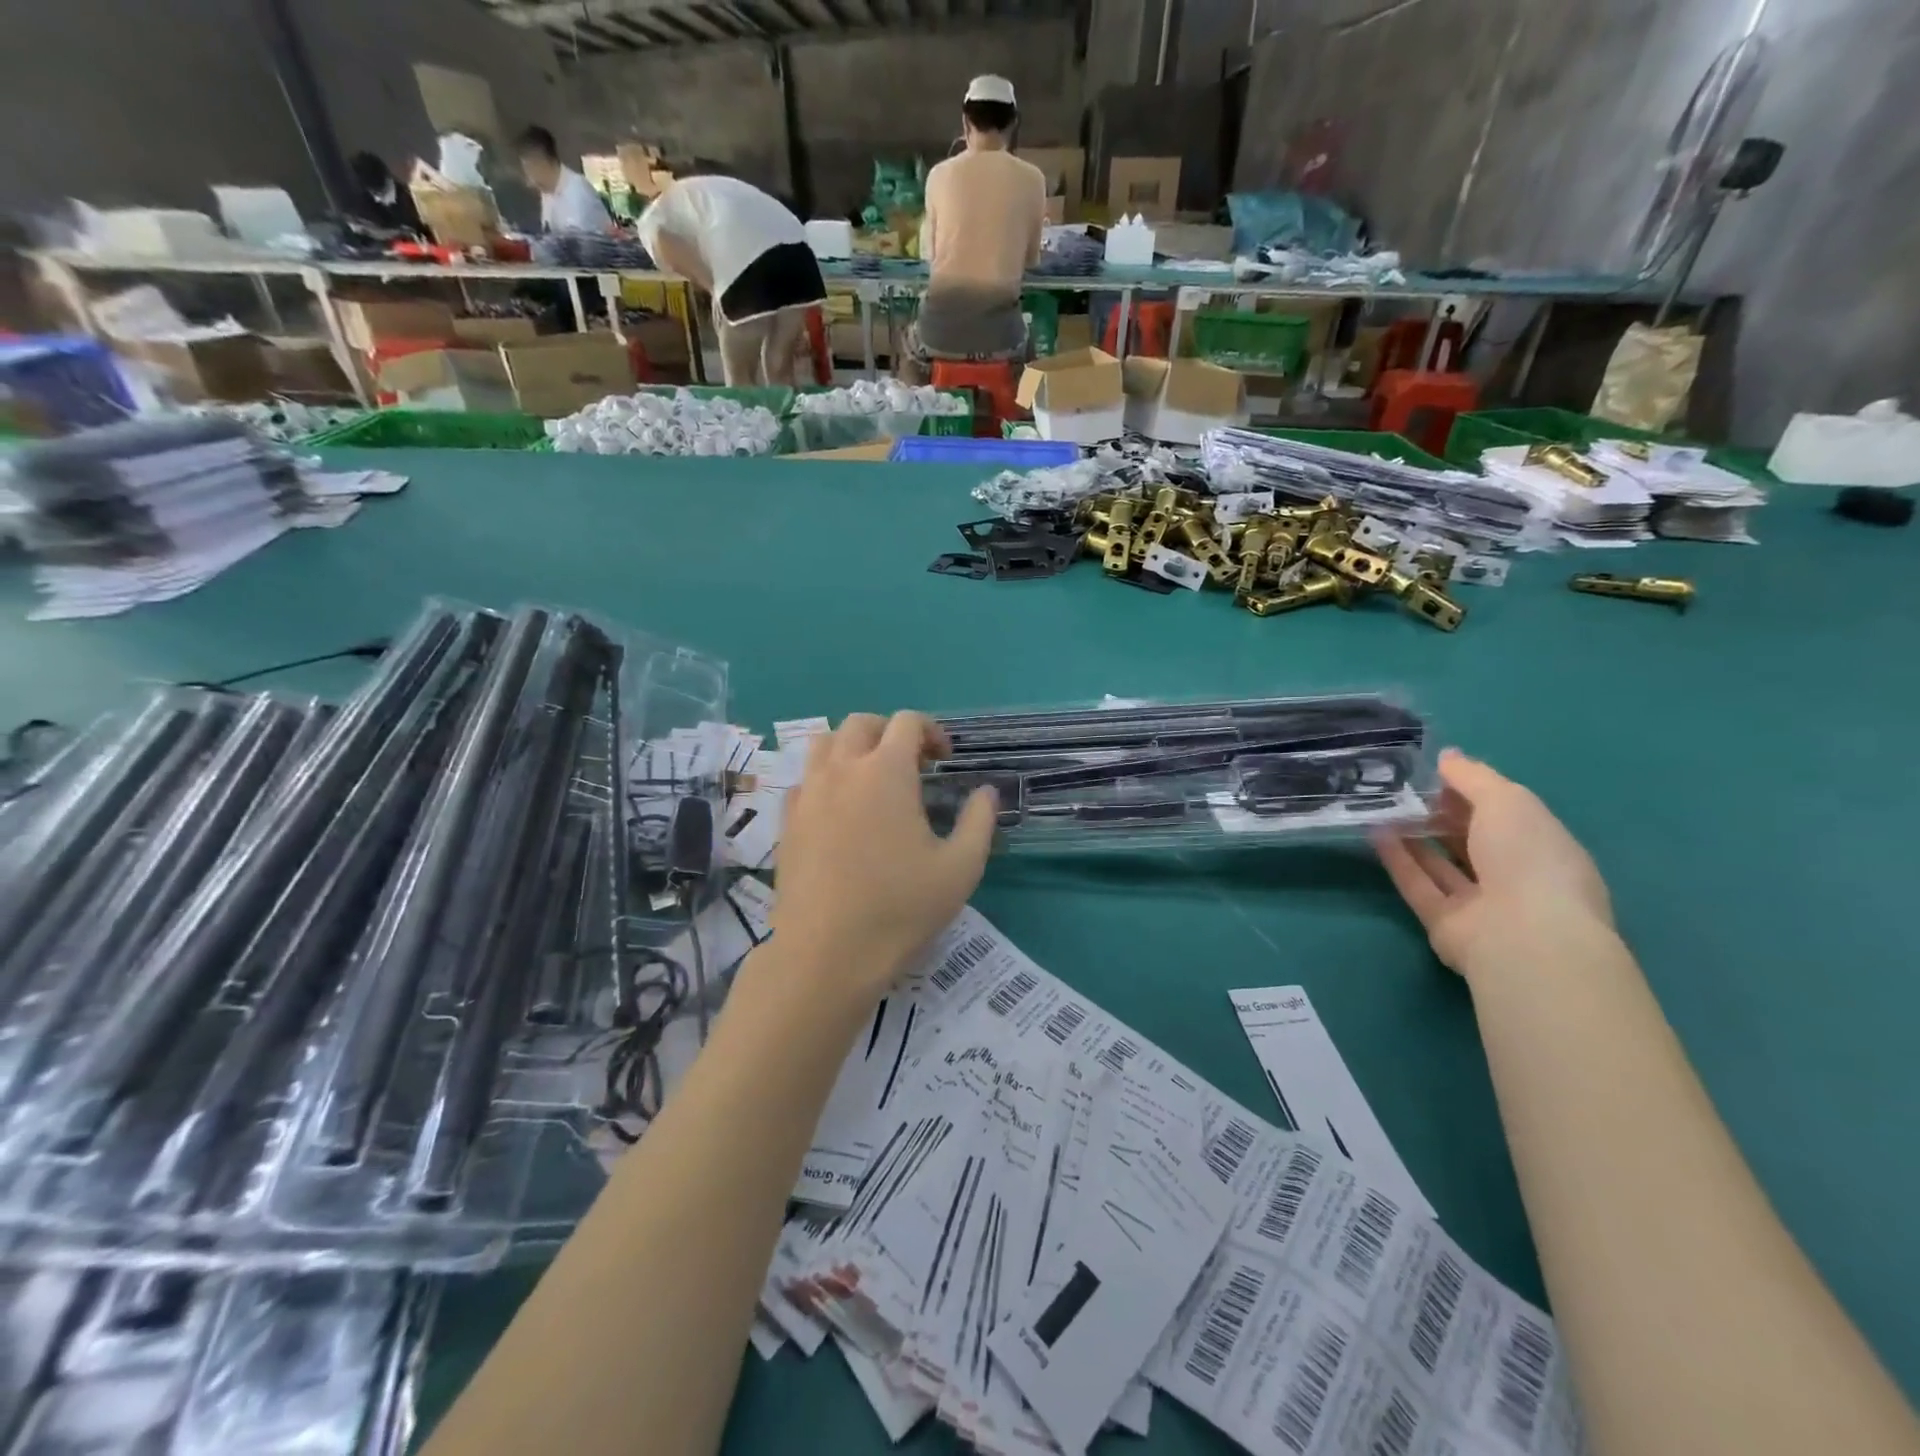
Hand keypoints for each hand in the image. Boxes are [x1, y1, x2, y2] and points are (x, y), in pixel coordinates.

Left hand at [772, 713, 996, 1002]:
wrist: (827, 953)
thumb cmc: (900, 908)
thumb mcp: (961, 867)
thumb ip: (979, 821)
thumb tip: (986, 792)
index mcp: (886, 771)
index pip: (907, 722)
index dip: (932, 731)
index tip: (945, 760)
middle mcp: (842, 770)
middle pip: (861, 723)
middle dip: (890, 732)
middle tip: (912, 764)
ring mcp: (808, 794)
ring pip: (825, 744)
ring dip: (852, 747)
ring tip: (872, 778)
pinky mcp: (787, 821)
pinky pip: (805, 779)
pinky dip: (826, 778)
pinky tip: (840, 810)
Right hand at [1375, 749, 1613, 981]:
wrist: (1521, 937)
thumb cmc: (1528, 859)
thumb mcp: (1508, 802)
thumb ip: (1474, 778)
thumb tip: (1447, 757)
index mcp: (1544, 847)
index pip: (1506, 814)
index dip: (1472, 791)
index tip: (1434, 771)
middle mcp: (1515, 876)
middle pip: (1472, 840)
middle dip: (1440, 814)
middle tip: (1402, 788)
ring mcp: (1481, 903)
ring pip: (1442, 864)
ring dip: (1414, 836)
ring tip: (1381, 807)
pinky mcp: (1444, 923)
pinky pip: (1419, 885)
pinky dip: (1399, 860)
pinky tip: (1376, 834)